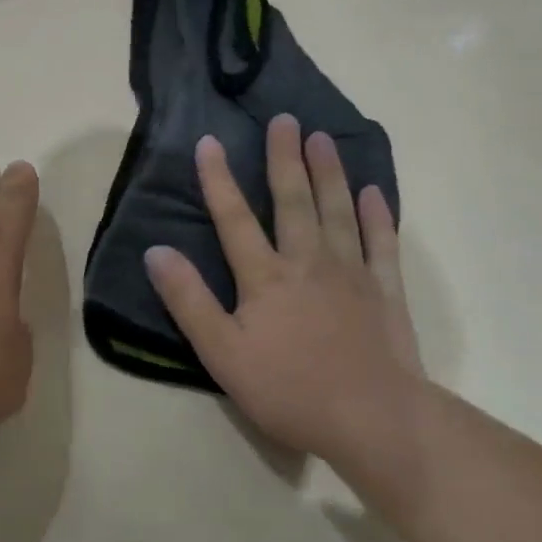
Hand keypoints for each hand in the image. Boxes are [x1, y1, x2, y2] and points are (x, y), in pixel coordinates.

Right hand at [144, 113, 420, 458]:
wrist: (374, 422)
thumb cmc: (290, 390)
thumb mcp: (222, 353)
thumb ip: (189, 300)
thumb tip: (156, 252)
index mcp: (265, 277)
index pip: (234, 219)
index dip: (218, 180)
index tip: (209, 141)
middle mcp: (307, 262)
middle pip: (293, 201)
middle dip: (285, 158)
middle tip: (285, 120)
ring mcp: (351, 273)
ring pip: (337, 211)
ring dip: (329, 173)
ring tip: (323, 138)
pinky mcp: (386, 291)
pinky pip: (382, 244)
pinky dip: (377, 216)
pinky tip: (374, 192)